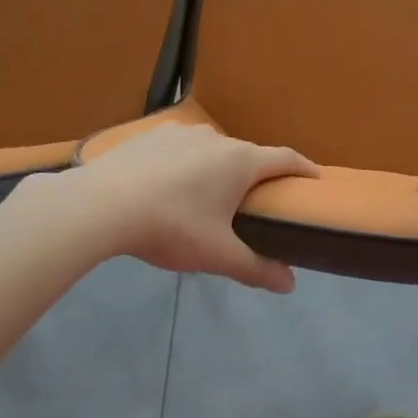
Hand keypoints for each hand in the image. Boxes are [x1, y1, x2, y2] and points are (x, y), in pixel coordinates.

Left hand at [61, 124, 318, 292]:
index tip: (316, 180)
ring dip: (218, 169)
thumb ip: (255, 268)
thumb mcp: (217, 254)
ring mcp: (181, 132)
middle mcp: (216, 138)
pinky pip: (180, 148)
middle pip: (247, 155)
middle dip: (255, 176)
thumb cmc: (171, 227)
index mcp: (240, 161)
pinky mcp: (151, 135)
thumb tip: (290, 285)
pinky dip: (185, 164)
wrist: (101, 205)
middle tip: (254, 204)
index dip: (305, 168)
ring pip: (212, 150)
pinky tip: (168, 185)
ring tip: (206, 197)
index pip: (286, 159)